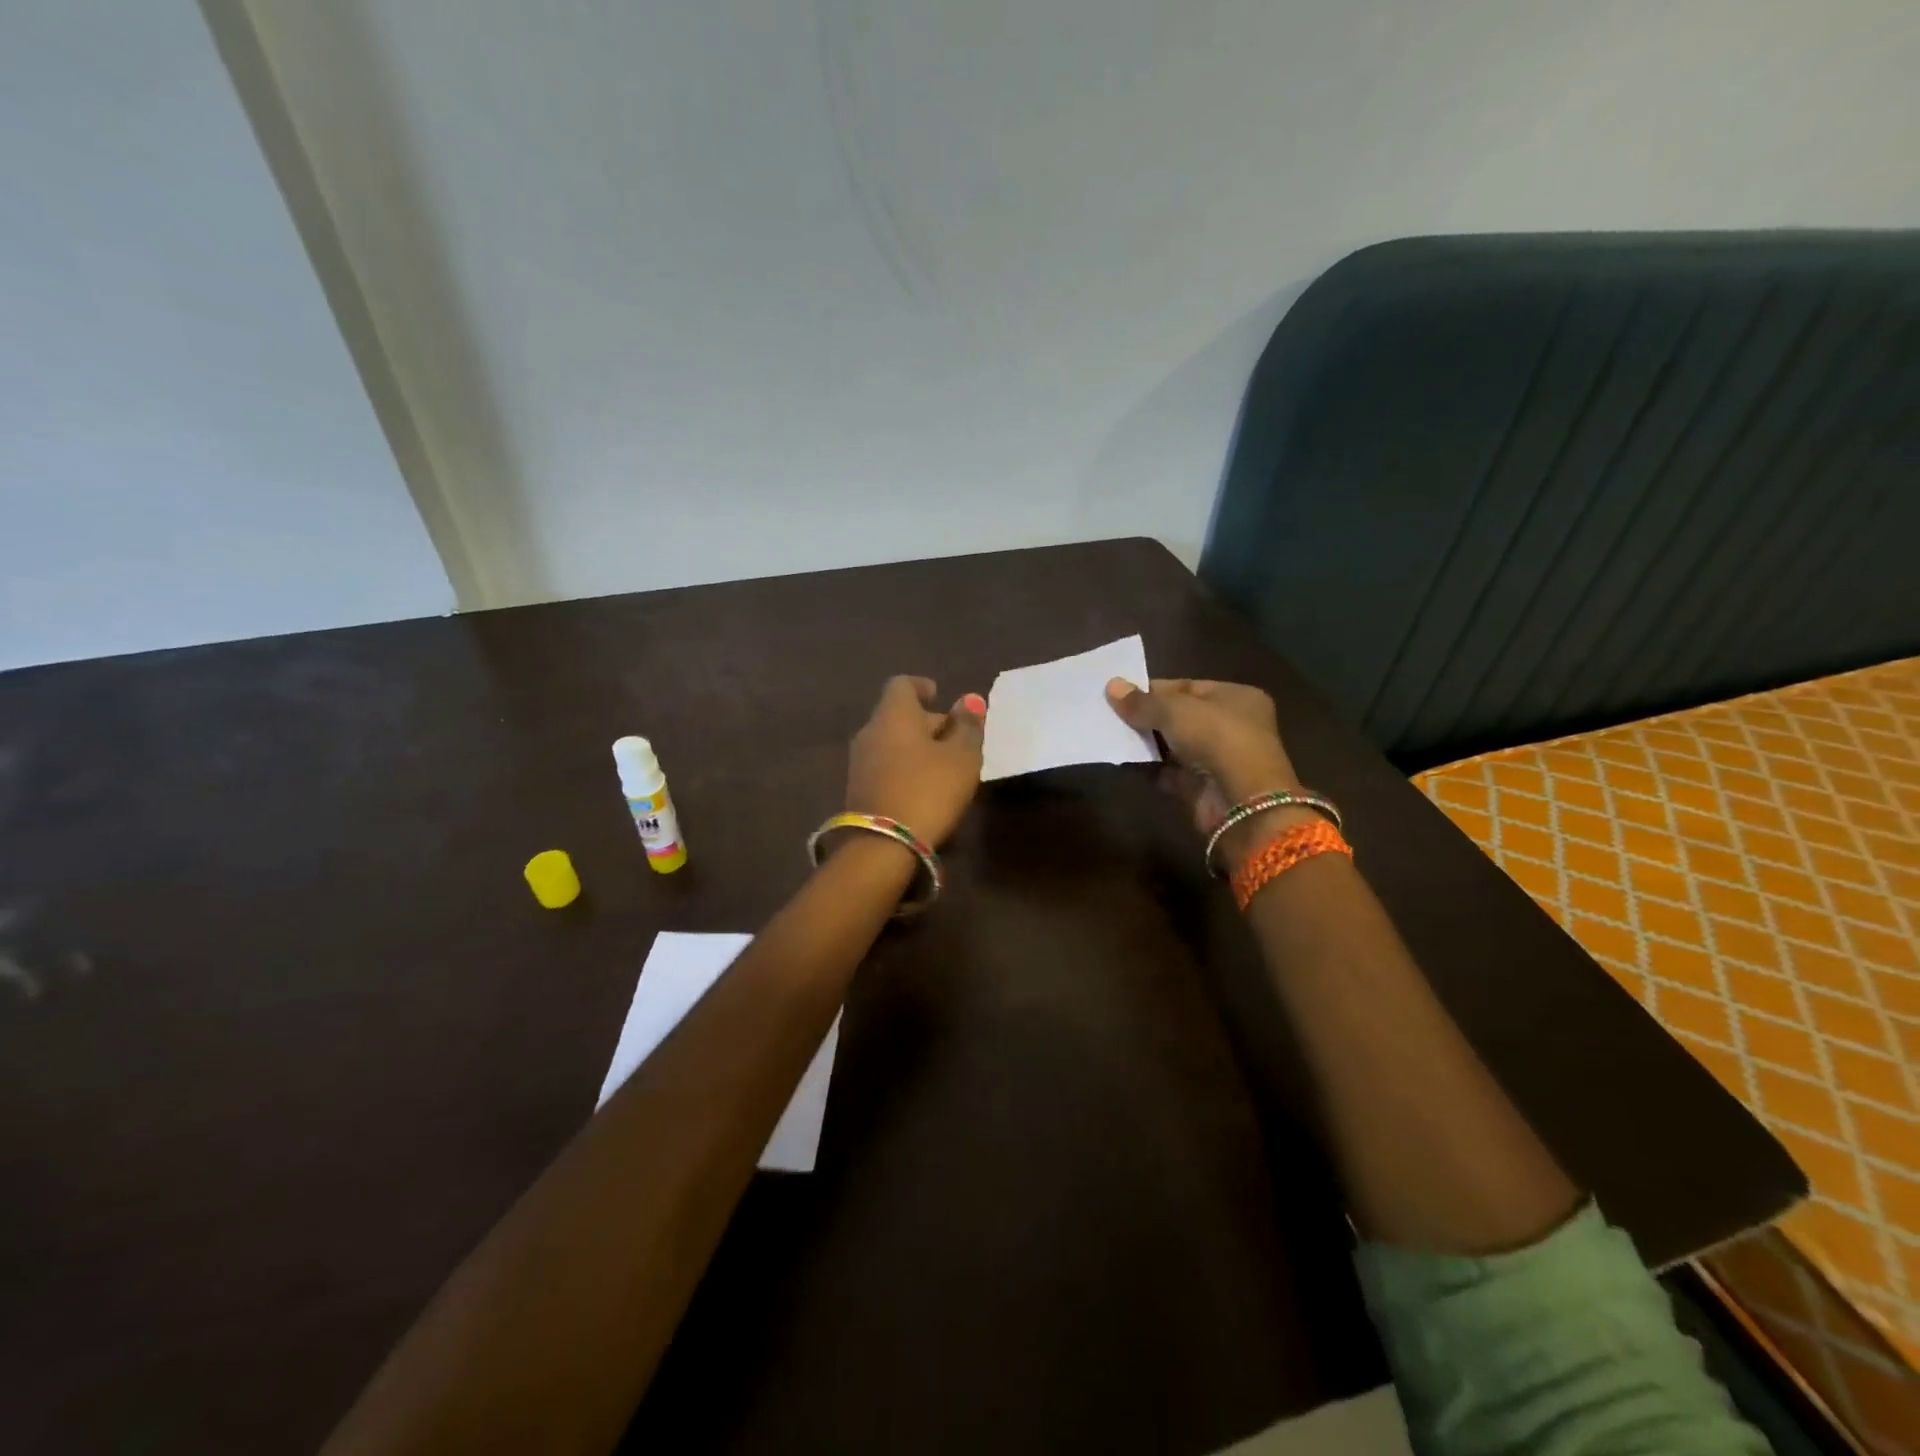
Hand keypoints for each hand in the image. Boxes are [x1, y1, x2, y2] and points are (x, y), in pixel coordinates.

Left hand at [845, 676, 985, 846]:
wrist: (881, 846)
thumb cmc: (928, 790)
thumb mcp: (961, 758)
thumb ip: (967, 727)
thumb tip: (969, 699)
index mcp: (894, 714)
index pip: (903, 685)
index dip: (922, 687)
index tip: (939, 695)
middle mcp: (870, 731)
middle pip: (898, 715)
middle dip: (926, 722)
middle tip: (955, 738)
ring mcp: (859, 762)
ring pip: (892, 742)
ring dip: (916, 748)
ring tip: (945, 766)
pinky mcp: (858, 790)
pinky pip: (885, 766)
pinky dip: (905, 768)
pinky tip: (925, 787)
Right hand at [1106, 677, 1306, 853]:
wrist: (1241, 802)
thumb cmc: (1216, 739)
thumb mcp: (1175, 711)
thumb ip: (1142, 701)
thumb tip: (1111, 686)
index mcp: (1235, 697)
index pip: (1188, 687)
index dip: (1154, 690)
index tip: (1120, 693)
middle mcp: (1230, 726)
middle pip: (1179, 717)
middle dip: (1146, 717)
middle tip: (1110, 714)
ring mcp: (1216, 759)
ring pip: (1172, 745)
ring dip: (1144, 742)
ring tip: (1110, 735)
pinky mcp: (1202, 787)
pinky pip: (1168, 772)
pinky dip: (1148, 768)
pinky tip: (1122, 760)